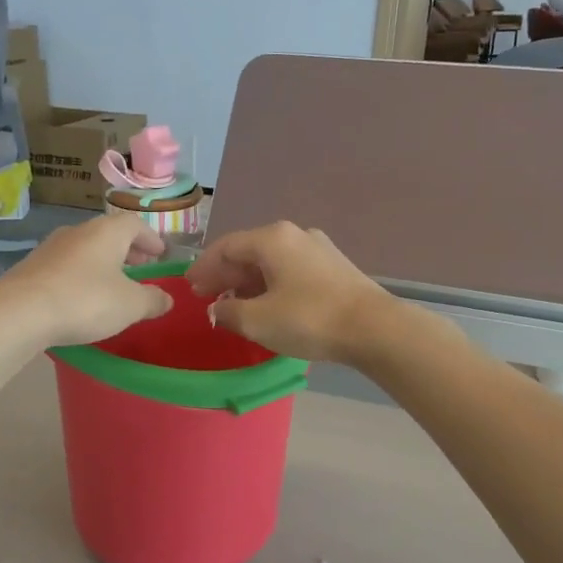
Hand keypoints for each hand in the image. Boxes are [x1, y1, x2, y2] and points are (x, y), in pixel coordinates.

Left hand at [0, 214, 173, 346]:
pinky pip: (66, 266)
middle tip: (140, 267)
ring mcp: (50, 248)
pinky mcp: (31, 268)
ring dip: (103, 263)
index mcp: (106, 232)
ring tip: (113, 284)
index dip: (150, 238)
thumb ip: (152, 300)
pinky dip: (81, 276)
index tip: (160, 253)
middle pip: (108, 234)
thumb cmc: (85, 301)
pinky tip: (82, 297)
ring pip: (85, 249)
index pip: (135, 224)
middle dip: (127, 250)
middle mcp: (78, 232)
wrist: (19, 312)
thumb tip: (166, 299)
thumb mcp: (130, 305)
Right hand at [185, 222, 396, 363]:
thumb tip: (217, 309)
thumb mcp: (258, 320)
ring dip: (248, 282)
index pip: (226, 247)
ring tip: (233, 305)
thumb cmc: (308, 319)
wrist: (373, 328)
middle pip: (249, 251)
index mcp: (272, 239)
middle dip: (225, 275)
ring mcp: (317, 249)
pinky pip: (290, 271)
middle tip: (206, 297)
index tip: (189, 286)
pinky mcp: (333, 267)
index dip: (203, 267)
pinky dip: (270, 284)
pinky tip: (267, 304)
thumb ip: (228, 313)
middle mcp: (294, 235)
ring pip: (271, 262)